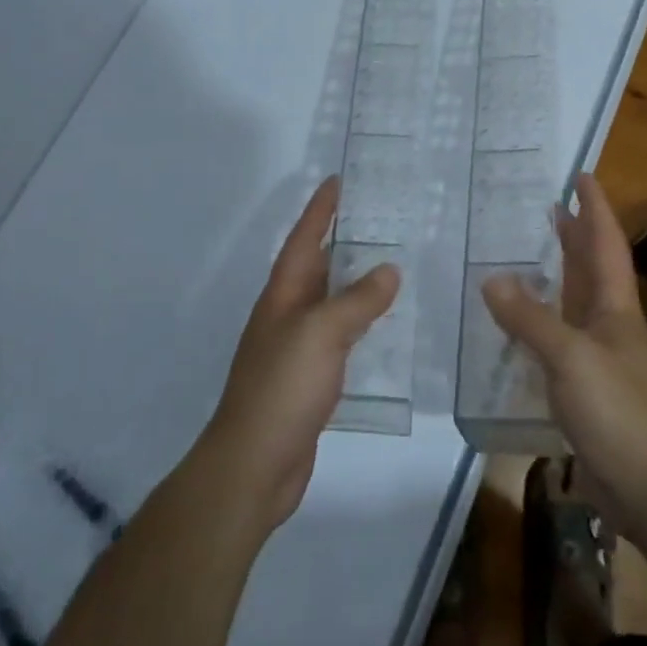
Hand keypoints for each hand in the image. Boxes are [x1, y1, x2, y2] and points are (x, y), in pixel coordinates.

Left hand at [199, 177, 399, 536]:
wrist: (254, 464)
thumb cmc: (282, 388)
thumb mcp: (320, 334)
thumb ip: (356, 301)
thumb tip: (388, 270)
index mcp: (283, 296)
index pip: (304, 240)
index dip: (320, 210)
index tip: (338, 181)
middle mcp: (287, 315)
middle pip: (317, 267)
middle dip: (343, 241)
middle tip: (381, 219)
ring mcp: (297, 348)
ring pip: (330, 303)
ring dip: (355, 283)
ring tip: (392, 264)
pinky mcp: (310, 379)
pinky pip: (340, 337)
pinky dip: (361, 324)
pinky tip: (384, 326)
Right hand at [482, 174, 646, 538]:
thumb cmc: (617, 412)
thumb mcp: (569, 358)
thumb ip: (530, 319)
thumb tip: (492, 279)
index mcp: (616, 308)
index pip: (606, 244)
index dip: (596, 209)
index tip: (582, 177)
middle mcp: (611, 325)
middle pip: (593, 268)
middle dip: (576, 236)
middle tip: (551, 207)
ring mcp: (600, 357)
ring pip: (577, 302)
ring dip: (559, 274)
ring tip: (532, 254)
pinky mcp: (587, 387)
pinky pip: (560, 338)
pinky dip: (542, 320)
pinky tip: (522, 322)